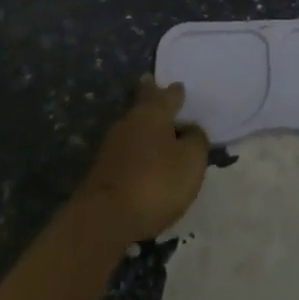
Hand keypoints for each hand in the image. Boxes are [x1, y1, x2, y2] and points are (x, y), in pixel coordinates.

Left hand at [78, 78, 209, 240]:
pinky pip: (125, 148)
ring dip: (141, 122)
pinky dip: (135, 146)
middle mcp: (130, 121)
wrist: (105, 218)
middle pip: (142, 102)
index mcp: (154, 114)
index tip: (179, 87)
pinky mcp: (103, 168)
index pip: (168, 95)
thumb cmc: (156, 183)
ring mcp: (112, 144)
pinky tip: (140, 153)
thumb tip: (190, 130)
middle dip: (148, 93)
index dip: (176, 92)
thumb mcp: (191, 161)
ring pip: (132, 124)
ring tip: (151, 121)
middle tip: (150, 81)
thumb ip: (196, 140)